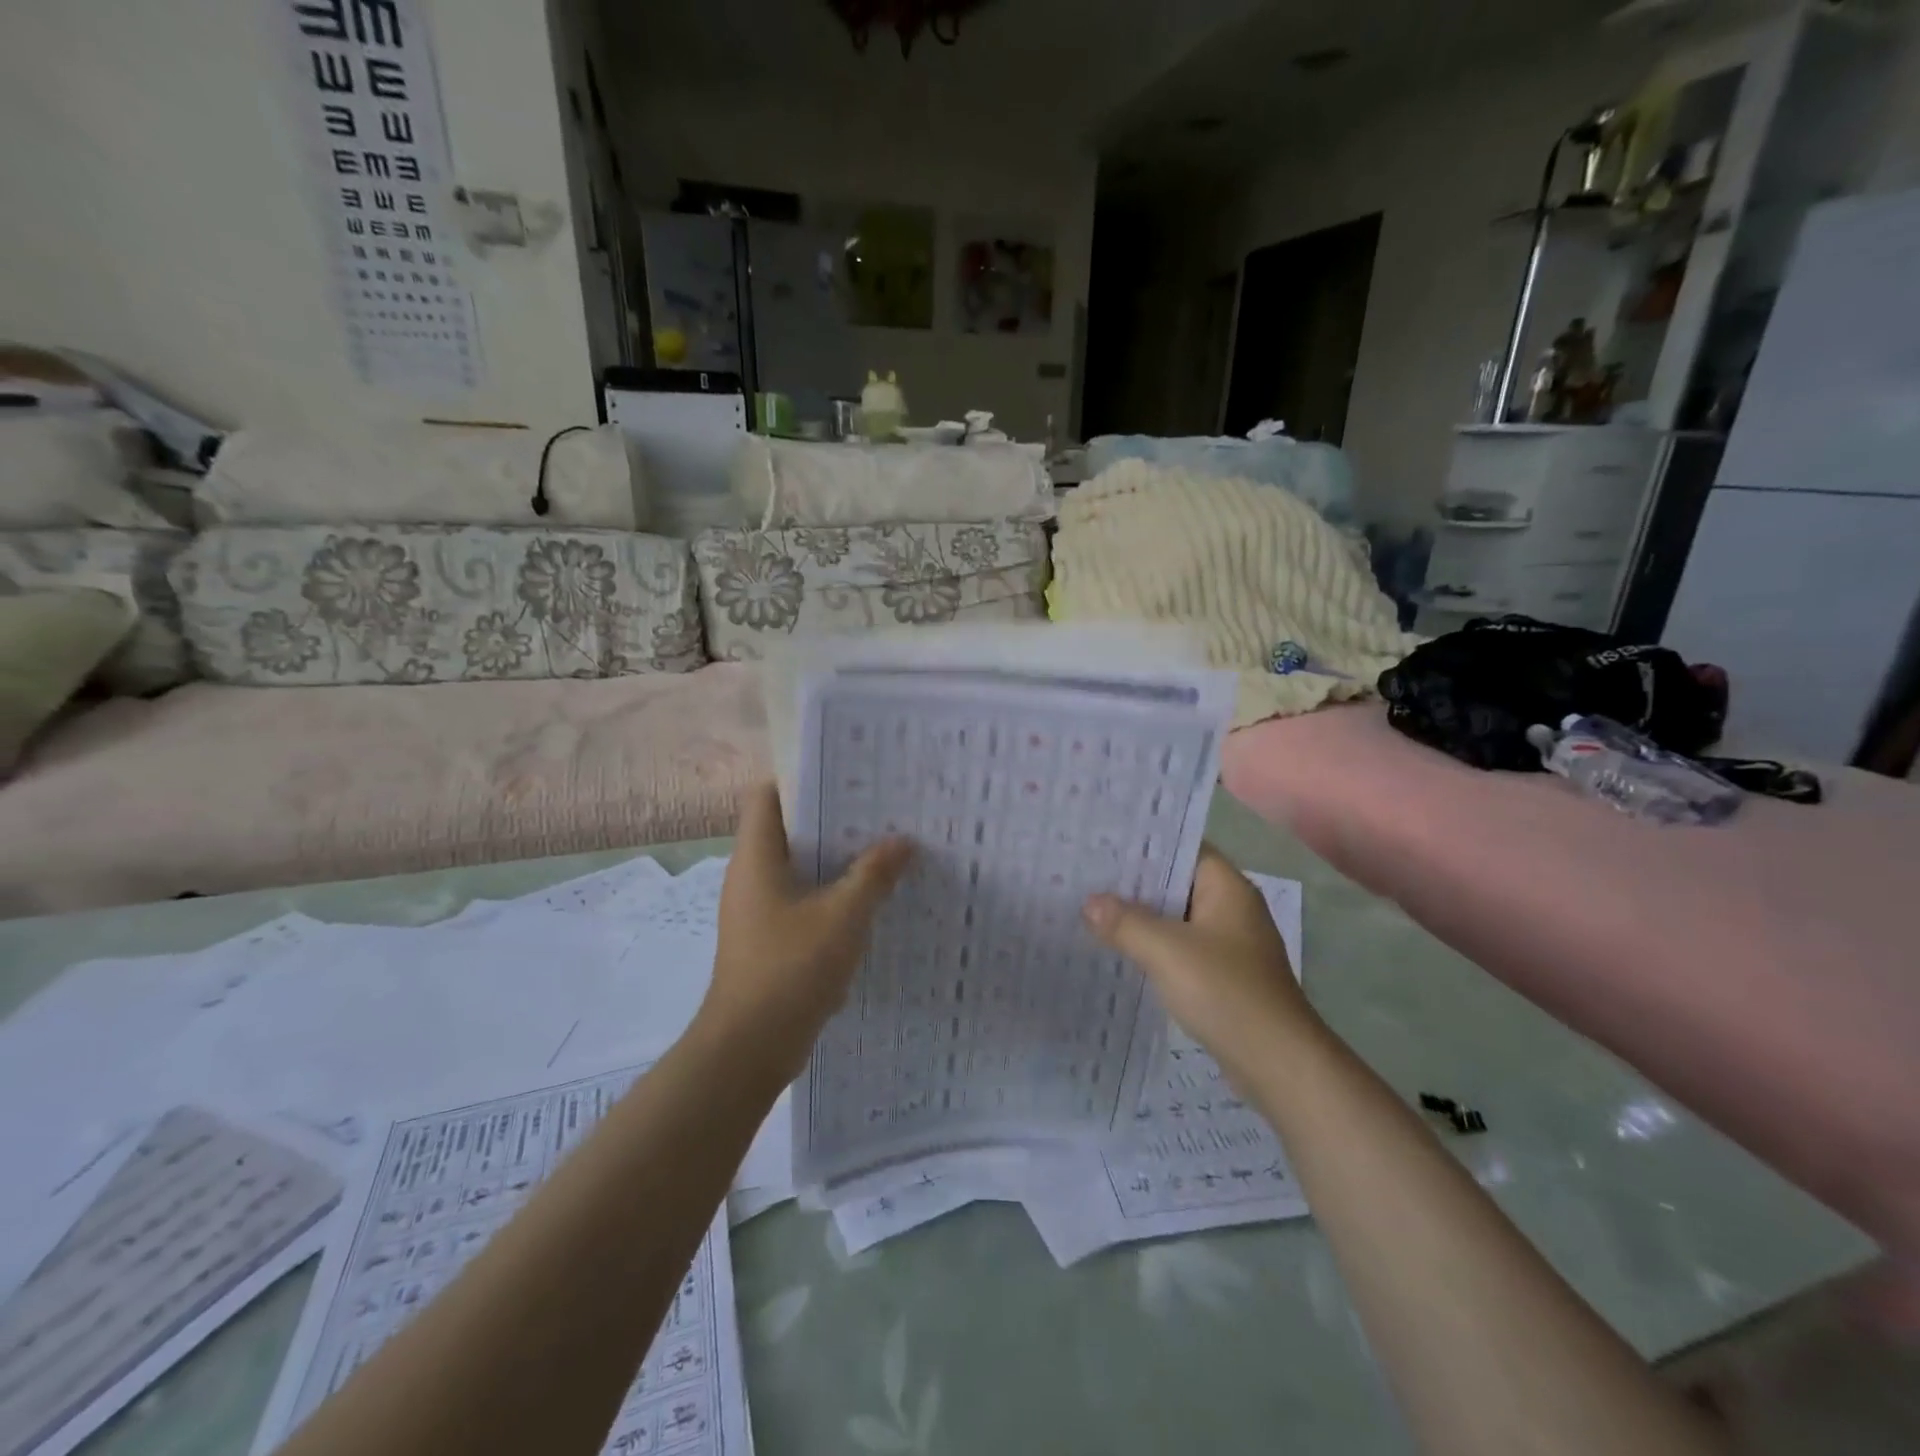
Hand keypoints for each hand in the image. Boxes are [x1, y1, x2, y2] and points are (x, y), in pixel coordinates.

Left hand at [700, 784, 912, 1078]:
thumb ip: (874, 873)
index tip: (847, 774)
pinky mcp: (769, 939)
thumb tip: (903, 841)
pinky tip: (870, 898)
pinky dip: (831, 893)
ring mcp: (758, 910)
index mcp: (756, 857)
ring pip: (799, 868)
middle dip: (833, 818)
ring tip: (884, 846)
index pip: (768, 795)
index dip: (803, 778)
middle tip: (880, 808)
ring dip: (836, 858)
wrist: (750, 1048)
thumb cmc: (791, 968)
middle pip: (789, 829)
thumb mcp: (844, 915)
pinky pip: (802, 900)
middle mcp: (750, 876)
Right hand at [1083, 847, 1316, 1080]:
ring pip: (1175, 918)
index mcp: (1227, 888)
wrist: (1278, 1065)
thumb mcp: (1166, 950)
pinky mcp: (1222, 976)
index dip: (1144, 843)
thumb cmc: (1226, 992)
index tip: (1102, 842)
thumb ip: (1125, 922)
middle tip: (1085, 874)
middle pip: (1175, 882)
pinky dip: (1153, 946)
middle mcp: (1231, 909)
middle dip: (1134, 882)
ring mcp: (1229, 945)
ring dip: (1141, 917)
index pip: (1182, 847)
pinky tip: (1120, 951)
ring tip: (1091, 908)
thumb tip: (1090, 903)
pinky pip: (1180, 948)